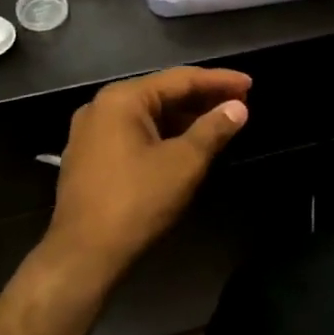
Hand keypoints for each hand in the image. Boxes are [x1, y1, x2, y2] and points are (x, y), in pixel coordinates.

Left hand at [43, 68, 250, 287]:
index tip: (250, 83)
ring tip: (220, 121)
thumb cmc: (138, 202)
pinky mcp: (89, 157)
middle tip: (240, 101)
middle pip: (162, 93)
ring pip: (148, 115)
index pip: (180, 78)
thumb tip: (238, 107)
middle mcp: (101, 107)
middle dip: (202, 98)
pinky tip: (187, 143)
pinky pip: (134, 133)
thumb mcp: (184, 163)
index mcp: (122, 99)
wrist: (84, 256)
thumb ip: (214, 129)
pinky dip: (164, 133)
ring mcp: (91, 133)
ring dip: (185, 117)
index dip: (219, 80)